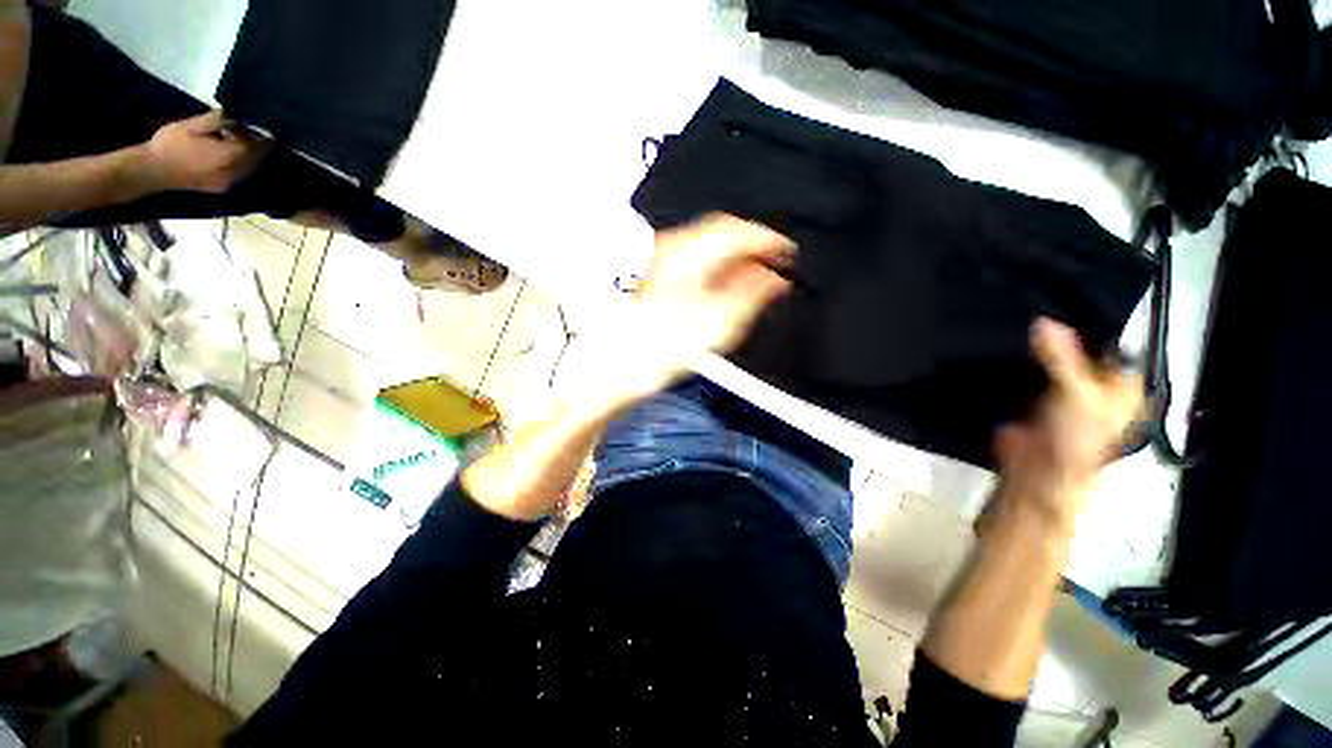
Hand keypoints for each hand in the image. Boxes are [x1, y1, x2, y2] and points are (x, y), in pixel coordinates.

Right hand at [137, 111, 268, 193]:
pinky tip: (226, 155)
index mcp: (230, 155)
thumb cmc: (170, 144)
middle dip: (256, 146)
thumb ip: (217, 120)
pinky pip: (239, 175)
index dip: (262, 137)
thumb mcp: (192, 125)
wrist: (152, 170)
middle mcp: (235, 172)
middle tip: (244, 132)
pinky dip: (240, 164)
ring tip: (234, 142)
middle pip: (257, 159)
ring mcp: (229, 182)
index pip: (259, 147)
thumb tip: (234, 116)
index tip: (261, 128)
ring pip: (250, 168)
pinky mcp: (222, 187)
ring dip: (248, 155)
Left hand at [579, 214, 793, 402]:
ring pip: (710, 246)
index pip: (738, 230)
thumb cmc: (661, 345)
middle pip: (723, 233)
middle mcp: (674, 249)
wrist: (620, 362)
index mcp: (690, 252)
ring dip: (738, 257)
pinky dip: (720, 267)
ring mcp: (664, 262)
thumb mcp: (719, 321)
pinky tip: (728, 283)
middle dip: (754, 245)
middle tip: (776, 262)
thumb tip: (775, 277)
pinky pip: (699, 261)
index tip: (789, 252)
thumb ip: (752, 293)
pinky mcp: (661, 279)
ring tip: (758, 274)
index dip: (769, 240)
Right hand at [991, 318, 1143, 530]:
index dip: (1087, 321)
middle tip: (1030, 303)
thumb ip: (1062, 357)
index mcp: (1121, 383)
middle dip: (1055, 331)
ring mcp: (1062, 390)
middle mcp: (1095, 384)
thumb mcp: (1075, 394)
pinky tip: (1001, 343)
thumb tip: (1043, 320)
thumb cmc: (1073, 437)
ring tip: (1012, 318)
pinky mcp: (1032, 396)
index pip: (1110, 341)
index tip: (1058, 298)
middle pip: (1077, 348)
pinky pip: (1026, 371)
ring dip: (1033, 345)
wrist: (1034, 473)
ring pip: (1049, 358)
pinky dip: (1016, 360)